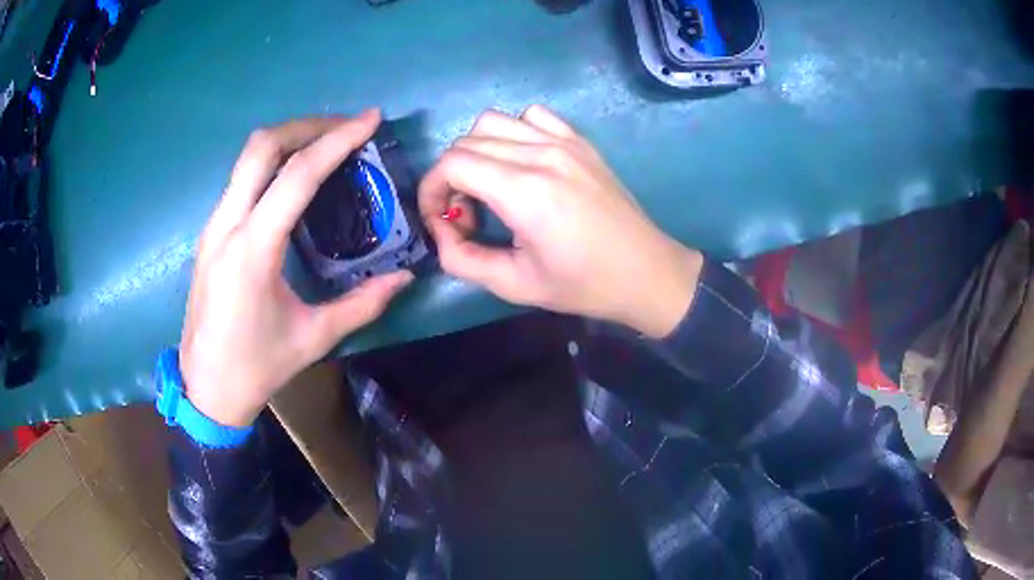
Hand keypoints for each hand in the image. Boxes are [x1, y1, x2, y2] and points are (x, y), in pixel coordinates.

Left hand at [180, 110, 412, 426]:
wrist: (205, 388)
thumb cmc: (257, 367)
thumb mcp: (314, 338)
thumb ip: (362, 304)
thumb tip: (406, 277)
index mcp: (252, 251)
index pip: (296, 175)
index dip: (337, 141)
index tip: (370, 120)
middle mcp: (226, 226)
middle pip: (262, 147)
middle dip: (308, 126)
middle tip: (346, 128)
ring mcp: (213, 226)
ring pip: (247, 158)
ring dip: (289, 139)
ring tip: (326, 145)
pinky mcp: (210, 233)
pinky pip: (241, 178)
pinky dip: (272, 162)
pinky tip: (295, 179)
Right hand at [419, 105, 701, 337]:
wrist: (646, 272)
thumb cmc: (583, 284)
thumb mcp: (515, 285)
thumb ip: (462, 260)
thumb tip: (441, 231)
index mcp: (525, 191)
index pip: (452, 163)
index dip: (431, 190)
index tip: (441, 219)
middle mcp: (542, 154)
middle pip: (466, 141)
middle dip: (449, 176)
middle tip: (466, 214)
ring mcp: (564, 141)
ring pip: (493, 121)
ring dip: (476, 150)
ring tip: (488, 186)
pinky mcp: (580, 141)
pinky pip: (532, 116)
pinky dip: (513, 133)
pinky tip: (521, 162)